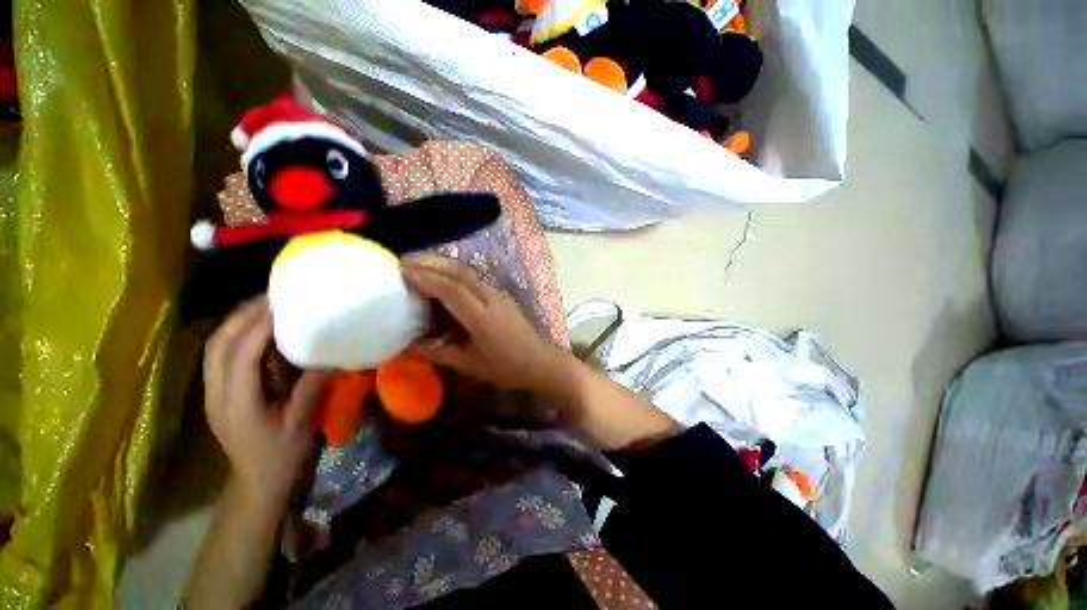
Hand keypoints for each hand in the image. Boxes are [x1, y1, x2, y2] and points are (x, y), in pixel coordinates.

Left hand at [203, 300, 328, 504]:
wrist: (256, 481)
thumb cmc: (280, 455)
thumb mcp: (300, 425)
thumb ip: (310, 390)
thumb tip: (329, 357)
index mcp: (237, 404)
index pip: (240, 355)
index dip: (259, 327)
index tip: (285, 307)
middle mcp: (216, 393)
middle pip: (218, 344)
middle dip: (243, 316)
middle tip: (275, 297)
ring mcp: (212, 391)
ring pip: (214, 346)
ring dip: (237, 321)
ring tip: (266, 305)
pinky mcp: (217, 391)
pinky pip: (219, 353)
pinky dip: (235, 333)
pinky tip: (256, 327)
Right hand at [404, 258, 679, 450]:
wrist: (540, 361)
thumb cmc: (506, 367)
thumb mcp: (470, 364)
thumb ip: (439, 353)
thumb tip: (410, 345)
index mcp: (481, 317)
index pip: (450, 290)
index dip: (426, 279)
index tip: (402, 271)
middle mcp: (490, 298)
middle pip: (459, 273)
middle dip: (432, 265)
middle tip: (406, 263)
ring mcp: (499, 295)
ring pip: (468, 274)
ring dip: (444, 267)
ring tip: (421, 268)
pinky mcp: (503, 296)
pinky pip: (475, 281)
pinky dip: (456, 277)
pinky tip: (446, 283)